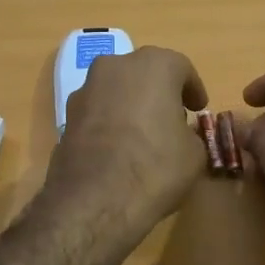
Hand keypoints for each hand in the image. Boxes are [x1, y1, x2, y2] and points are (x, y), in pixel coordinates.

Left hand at [44, 46, 208, 231]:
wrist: (94, 199)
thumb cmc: (155, 166)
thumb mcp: (194, 153)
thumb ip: (189, 133)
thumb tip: (180, 135)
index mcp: (154, 65)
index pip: (180, 67)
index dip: (193, 88)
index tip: (199, 108)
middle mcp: (116, 66)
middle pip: (144, 72)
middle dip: (159, 91)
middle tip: (172, 117)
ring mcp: (86, 89)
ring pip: (117, 88)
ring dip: (131, 104)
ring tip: (143, 133)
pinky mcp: (66, 115)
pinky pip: (97, 110)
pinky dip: (109, 121)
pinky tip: (118, 147)